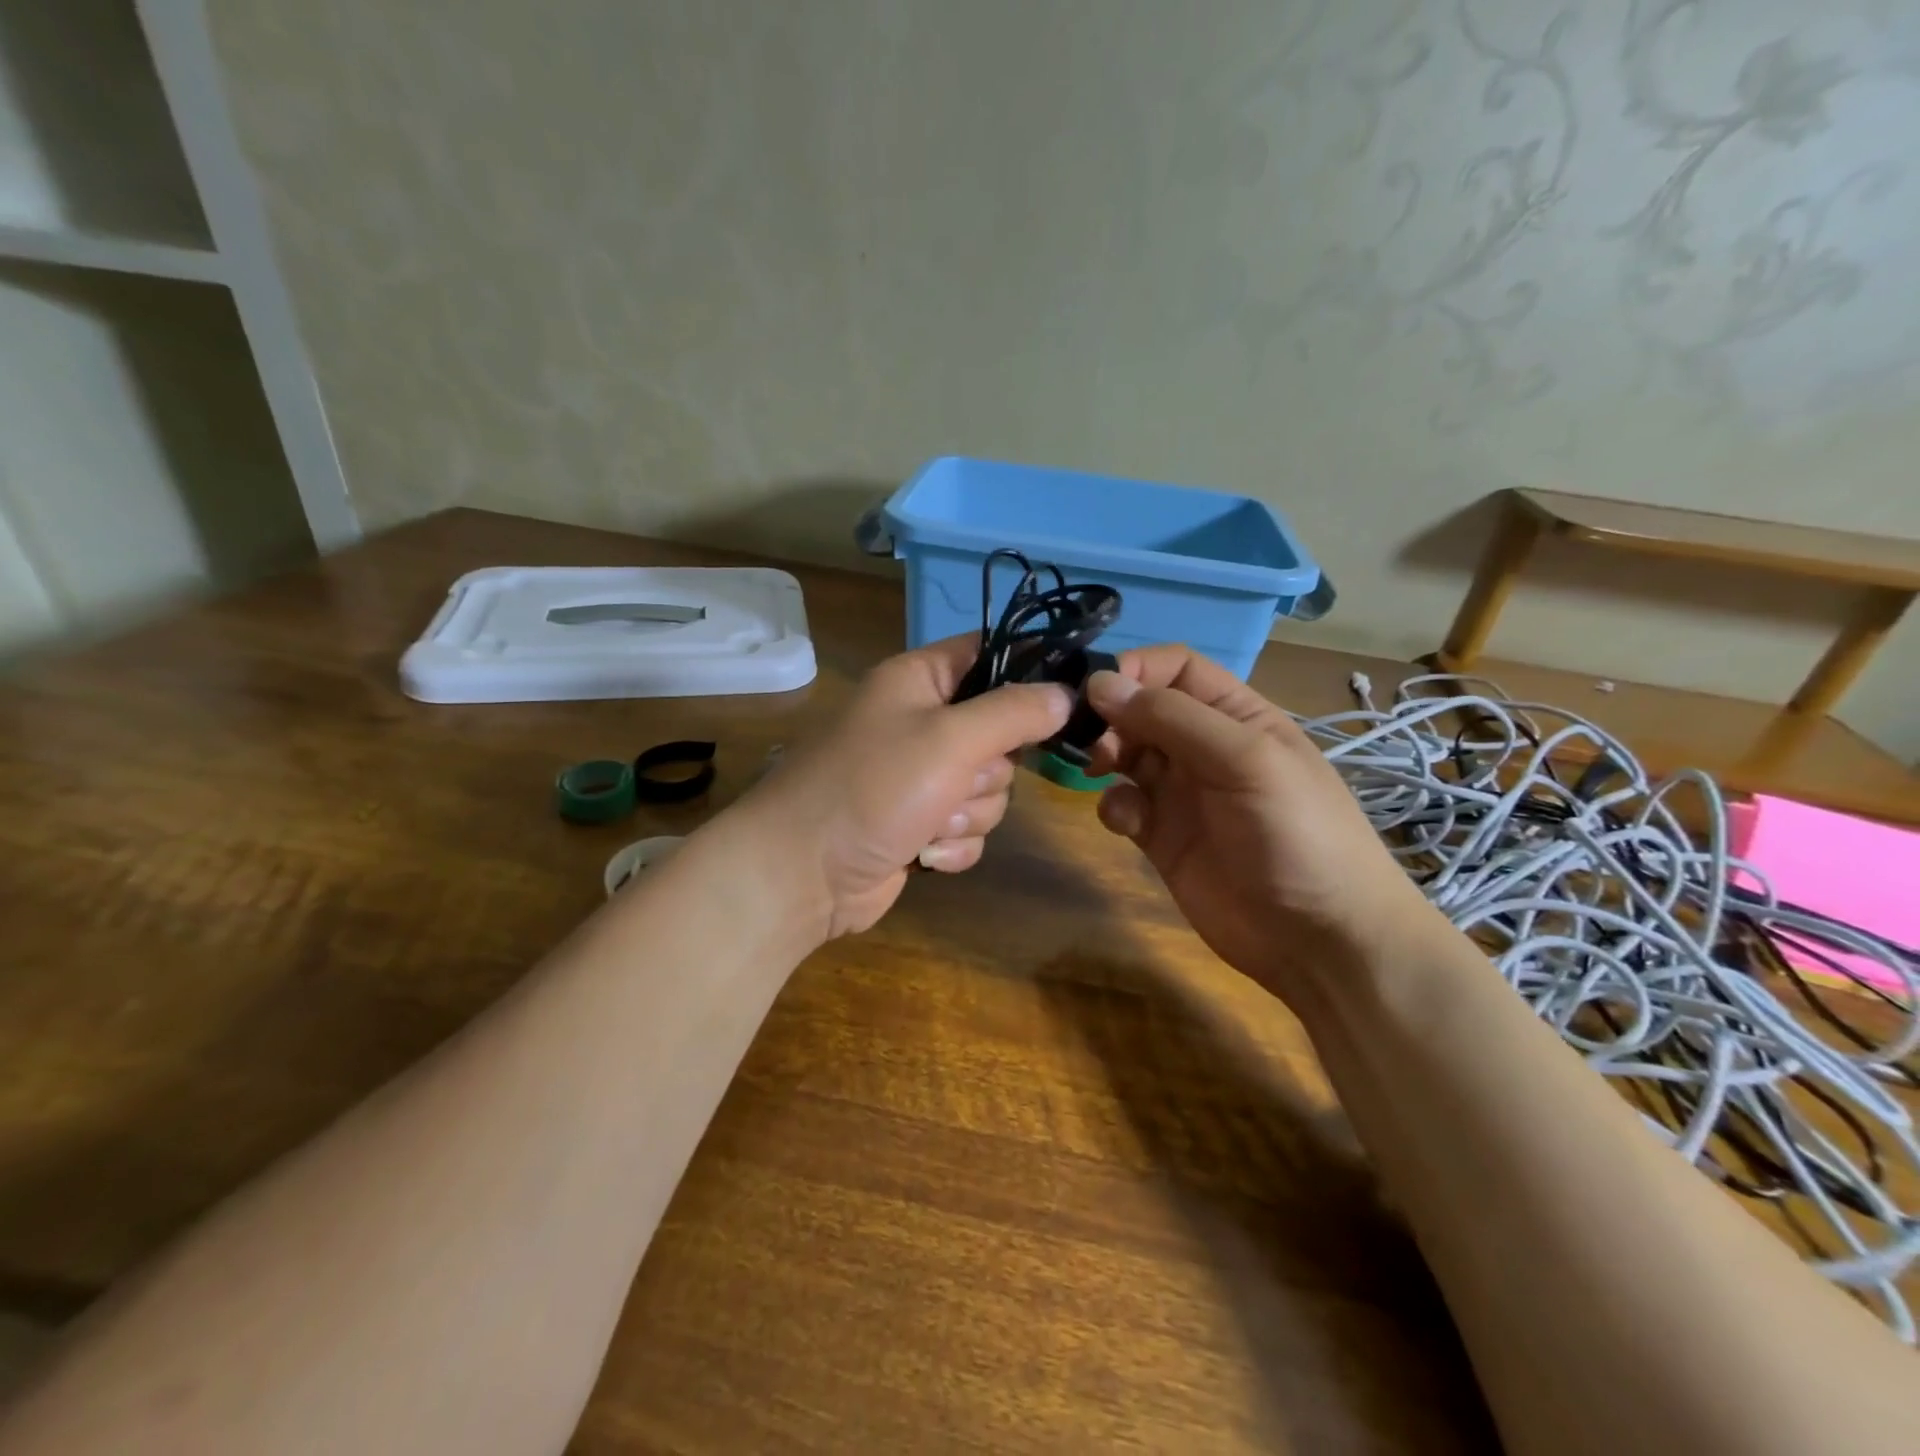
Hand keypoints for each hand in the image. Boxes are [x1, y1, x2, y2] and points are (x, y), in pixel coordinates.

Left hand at [739, 635, 1071, 938]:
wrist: (802, 873)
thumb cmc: (873, 788)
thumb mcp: (949, 738)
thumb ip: (1013, 712)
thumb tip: (1065, 693)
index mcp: (919, 681)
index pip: (990, 654)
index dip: (1027, 673)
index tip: (1061, 701)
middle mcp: (921, 723)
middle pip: (1000, 733)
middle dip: (988, 770)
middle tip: (958, 779)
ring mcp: (921, 778)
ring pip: (989, 788)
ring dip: (969, 814)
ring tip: (930, 822)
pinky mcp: (920, 825)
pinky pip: (968, 828)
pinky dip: (953, 845)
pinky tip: (923, 853)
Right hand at [1084, 646, 1444, 999]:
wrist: (1320, 940)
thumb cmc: (1297, 834)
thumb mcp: (1246, 760)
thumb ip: (1173, 718)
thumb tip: (1100, 682)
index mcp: (1236, 716)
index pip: (1176, 669)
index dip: (1136, 669)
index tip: (1097, 690)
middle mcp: (1204, 748)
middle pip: (1143, 709)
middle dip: (1113, 716)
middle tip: (1098, 742)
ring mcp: (1182, 794)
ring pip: (1126, 754)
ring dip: (1107, 755)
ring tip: (1104, 772)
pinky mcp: (1162, 837)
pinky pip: (1124, 805)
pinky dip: (1115, 805)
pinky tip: (1127, 823)